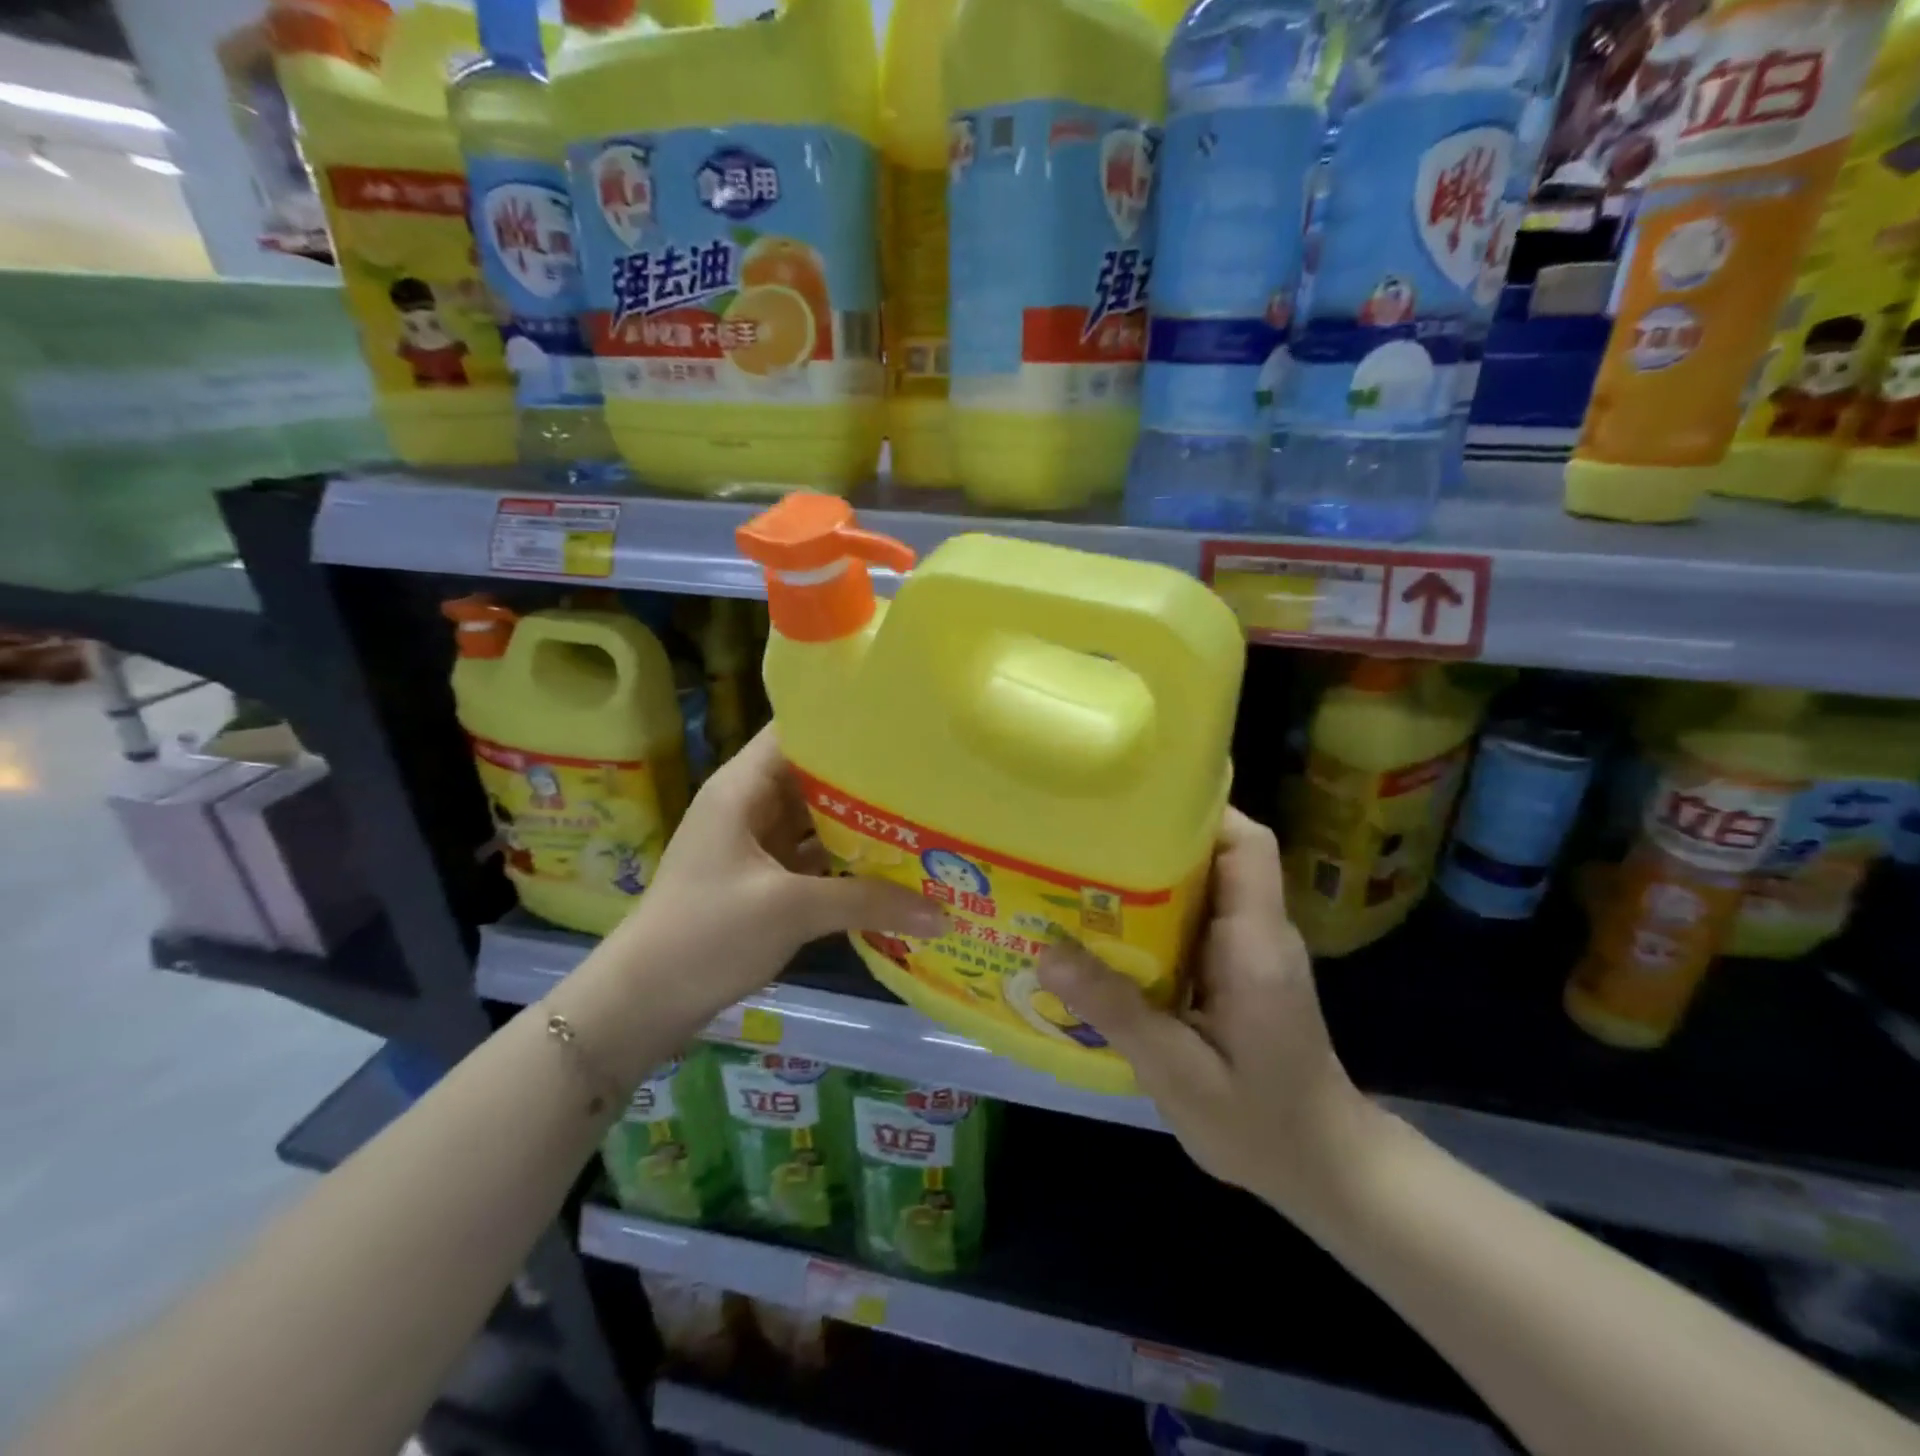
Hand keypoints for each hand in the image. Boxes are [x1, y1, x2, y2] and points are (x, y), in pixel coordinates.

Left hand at [605, 726, 944, 1019]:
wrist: (644, 1001)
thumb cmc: (707, 934)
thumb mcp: (790, 910)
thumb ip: (867, 902)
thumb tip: (942, 913)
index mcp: (742, 787)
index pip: (795, 731)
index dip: (843, 723)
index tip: (899, 724)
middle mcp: (749, 805)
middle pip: (812, 775)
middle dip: (865, 777)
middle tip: (926, 773)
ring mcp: (754, 844)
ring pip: (815, 818)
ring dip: (858, 821)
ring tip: (920, 814)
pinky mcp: (762, 879)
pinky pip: (811, 856)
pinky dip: (844, 859)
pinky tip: (889, 865)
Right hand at [1035, 809, 1368, 1213]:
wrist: (1325, 1169)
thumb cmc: (1262, 1124)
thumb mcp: (1179, 1074)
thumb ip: (1118, 1011)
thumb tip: (1047, 952)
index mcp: (1255, 943)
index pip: (1245, 844)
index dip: (1198, 811)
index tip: (1134, 804)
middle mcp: (1258, 933)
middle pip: (1214, 855)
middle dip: (1151, 840)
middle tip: (1083, 842)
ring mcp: (1250, 951)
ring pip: (1201, 888)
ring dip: (1146, 879)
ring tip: (1079, 879)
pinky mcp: (1238, 971)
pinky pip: (1194, 923)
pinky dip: (1152, 918)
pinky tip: (1104, 936)